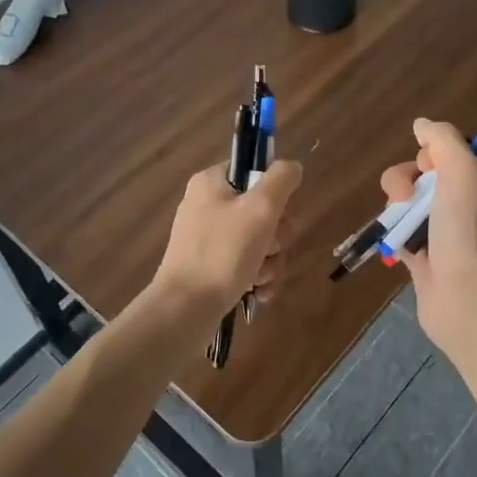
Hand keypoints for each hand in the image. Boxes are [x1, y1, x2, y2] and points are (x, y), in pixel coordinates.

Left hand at [153, 159, 302, 319]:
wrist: (185, 309)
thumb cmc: (223, 253)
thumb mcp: (260, 209)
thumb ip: (281, 180)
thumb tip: (292, 166)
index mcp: (211, 183)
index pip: (254, 171)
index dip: (274, 193)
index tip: (277, 214)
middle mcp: (207, 205)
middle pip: (262, 210)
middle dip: (276, 236)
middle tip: (270, 249)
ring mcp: (208, 238)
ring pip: (259, 240)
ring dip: (270, 261)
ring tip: (261, 278)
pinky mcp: (211, 266)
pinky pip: (246, 263)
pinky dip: (257, 277)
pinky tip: (259, 292)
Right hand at [380, 119, 476, 358]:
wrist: (465, 299)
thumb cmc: (467, 232)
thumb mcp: (462, 173)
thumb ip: (443, 141)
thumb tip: (421, 124)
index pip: (449, 152)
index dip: (431, 153)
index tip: (429, 166)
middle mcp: (463, 204)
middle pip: (422, 174)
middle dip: (406, 178)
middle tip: (407, 196)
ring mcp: (442, 231)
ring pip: (407, 202)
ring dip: (396, 205)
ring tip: (398, 224)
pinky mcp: (423, 256)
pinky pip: (400, 232)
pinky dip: (393, 232)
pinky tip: (392, 240)